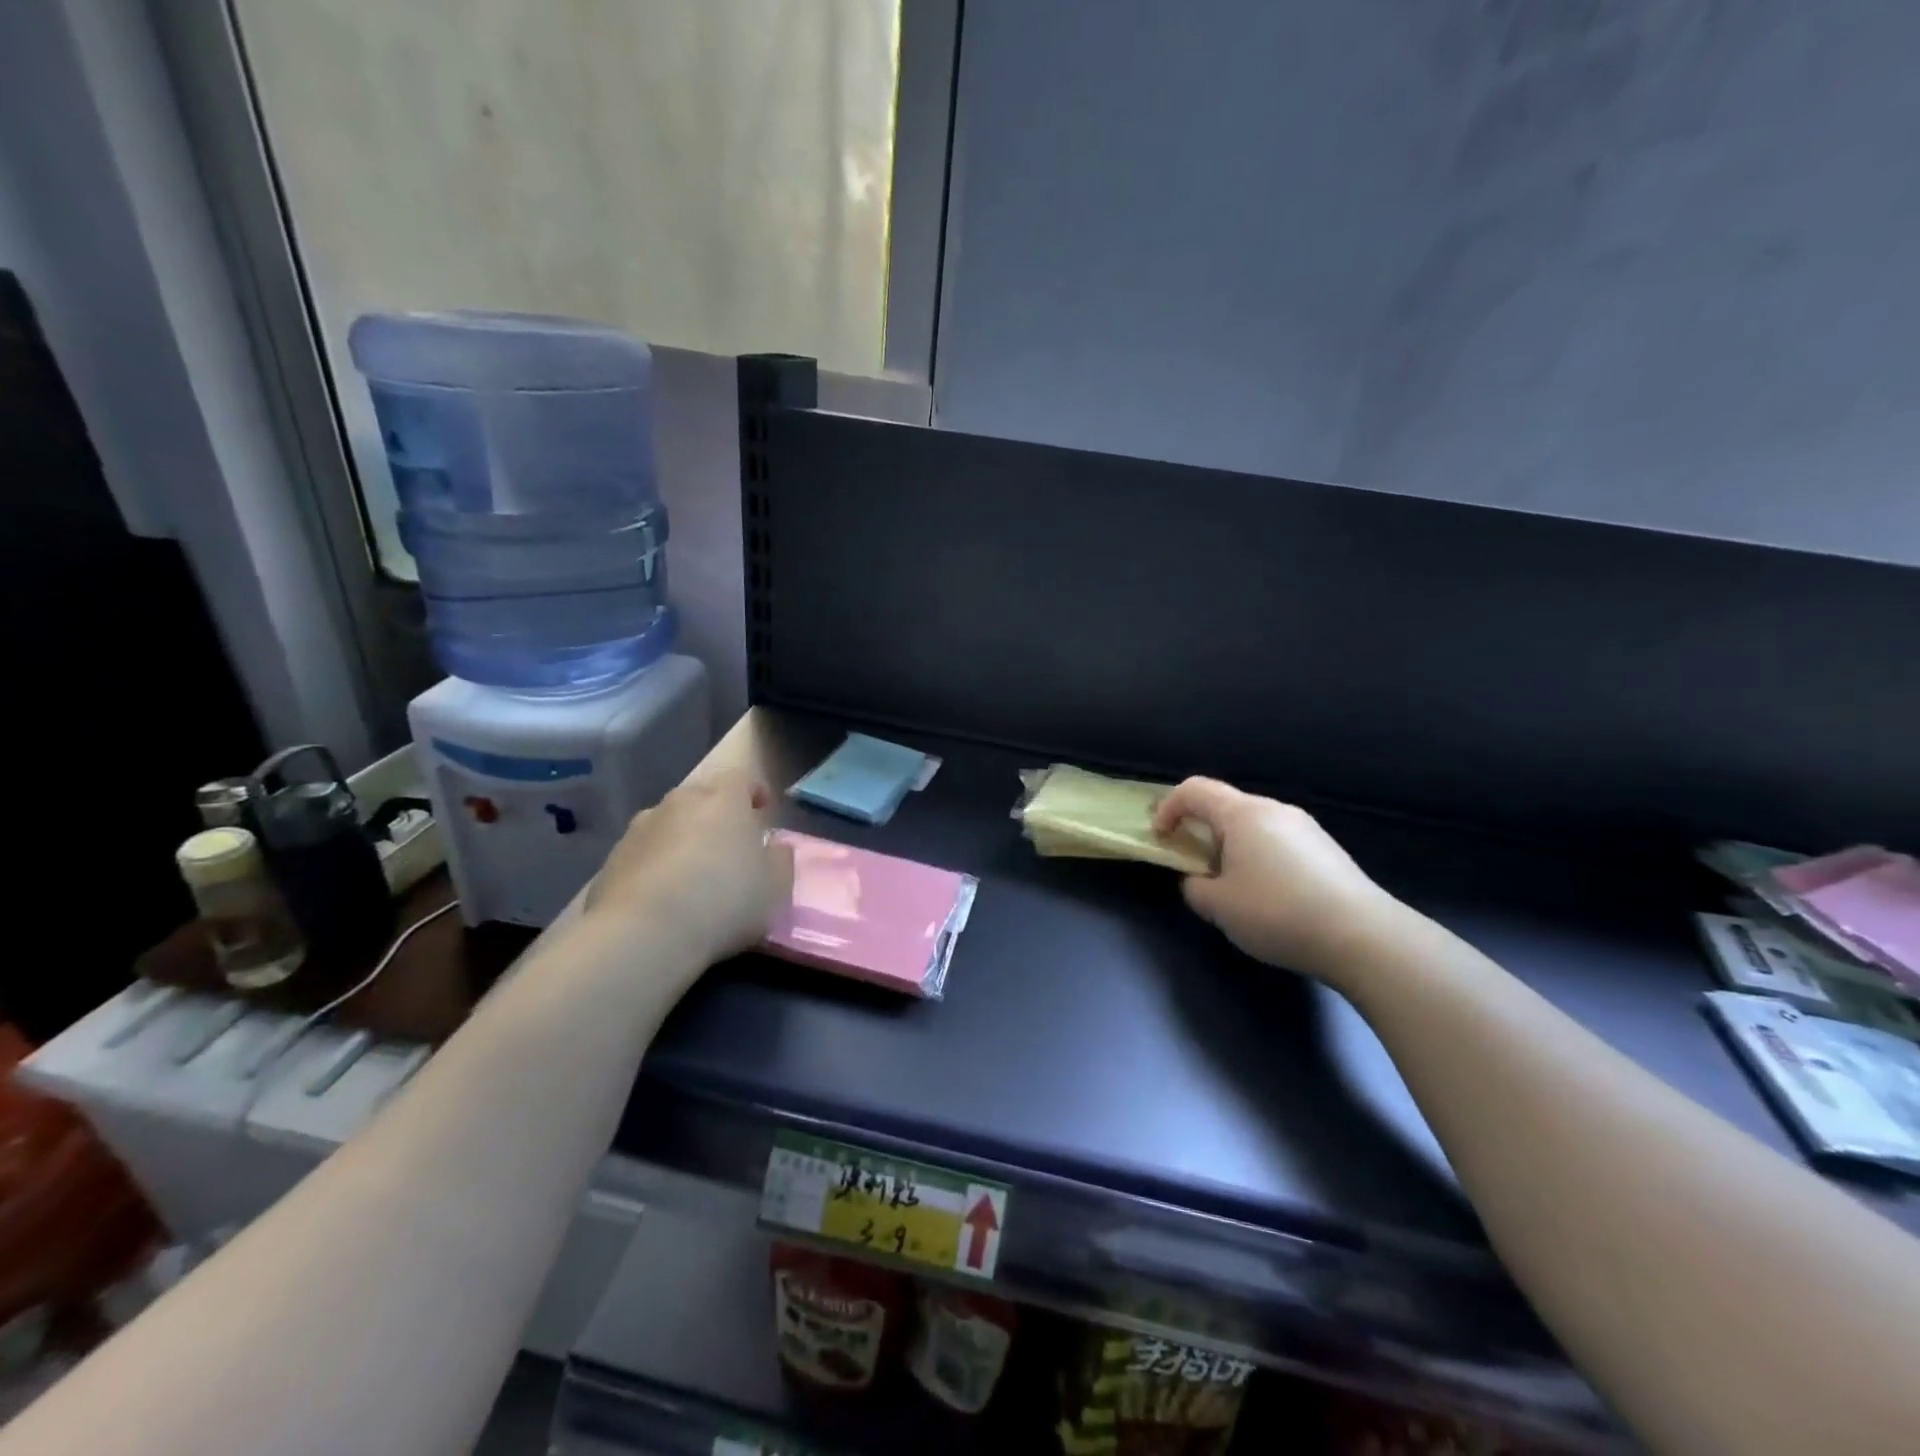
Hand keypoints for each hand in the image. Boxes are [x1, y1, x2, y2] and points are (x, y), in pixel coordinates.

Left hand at [586, 767, 794, 963]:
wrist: (644, 934)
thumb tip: (775, 847)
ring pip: (669, 825)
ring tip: (692, 876)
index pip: (742, 777)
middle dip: (716, 816)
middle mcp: (678, 802)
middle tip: (729, 847)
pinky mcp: (610, 861)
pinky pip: (643, 855)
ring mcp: (639, 829)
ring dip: (682, 840)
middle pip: (702, 798)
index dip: (754, 791)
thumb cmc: (724, 901)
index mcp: (723, 799)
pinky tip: (662, 899)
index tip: (762, 811)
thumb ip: (780, 860)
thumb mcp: (776, 888)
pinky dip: (655, 867)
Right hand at [1153, 777, 1398, 981]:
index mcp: (1243, 814)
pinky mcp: (1327, 850)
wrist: (1364, 936)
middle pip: (1225, 806)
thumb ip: (1194, 887)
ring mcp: (1306, 828)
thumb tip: (1198, 880)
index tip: (1160, 838)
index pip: (1194, 790)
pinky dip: (1259, 857)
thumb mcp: (1219, 906)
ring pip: (1254, 826)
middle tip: (1191, 864)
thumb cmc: (1278, 912)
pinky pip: (1278, 842)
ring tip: (1230, 886)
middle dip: (1200, 830)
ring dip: (1231, 846)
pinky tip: (1269, 896)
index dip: (1168, 808)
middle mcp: (1275, 810)